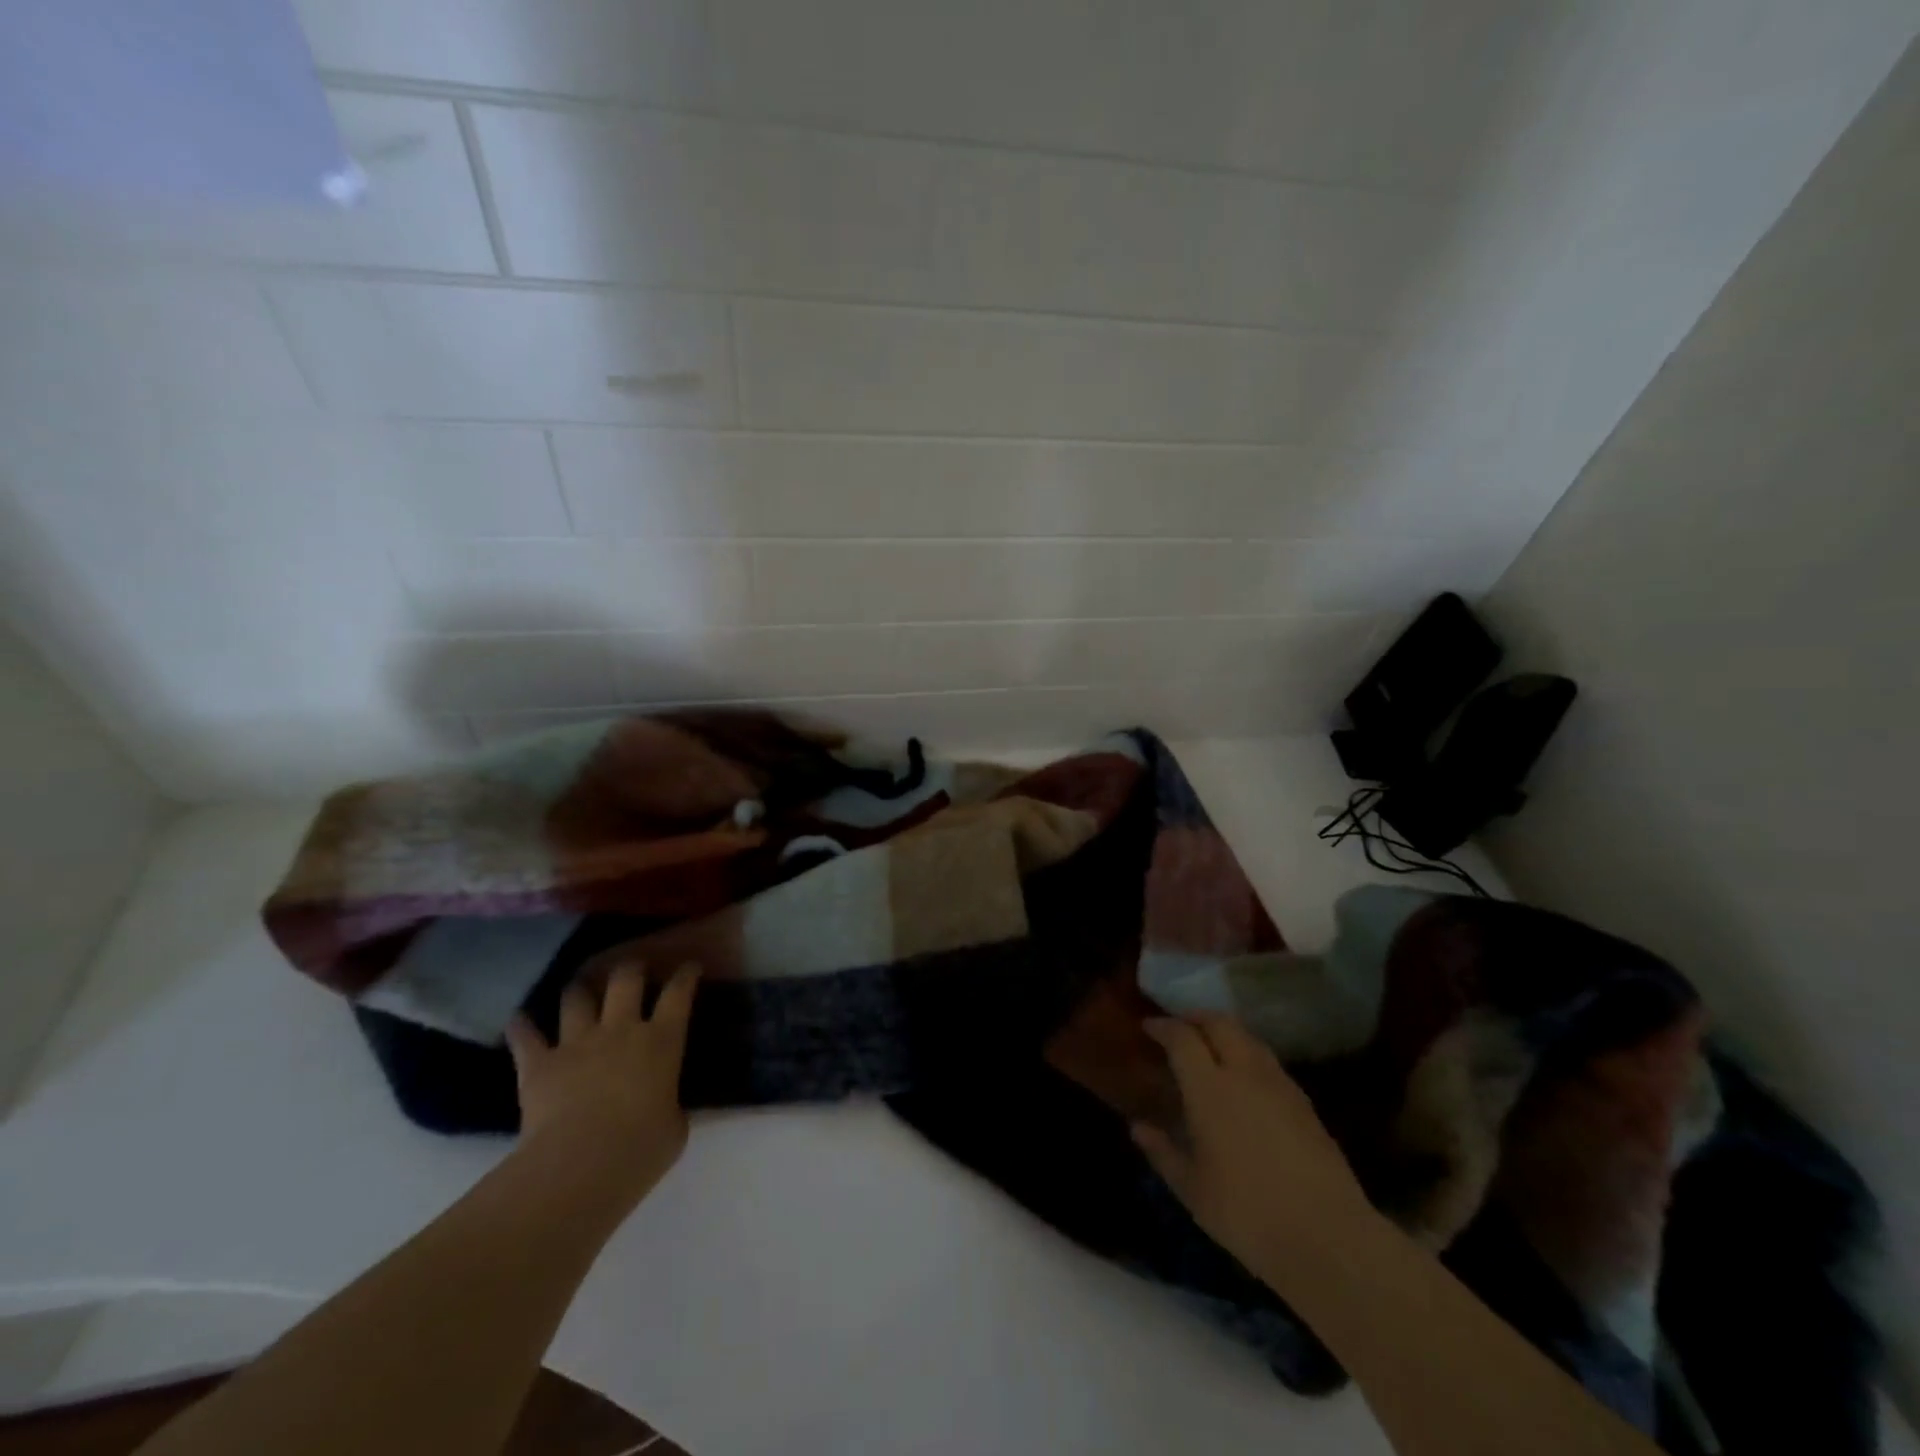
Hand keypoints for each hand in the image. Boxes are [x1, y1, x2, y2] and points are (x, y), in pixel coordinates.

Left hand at [505, 960, 699, 1208]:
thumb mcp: (675, 1126)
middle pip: (625, 979)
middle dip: (630, 968)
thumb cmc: (640, 1148)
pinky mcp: (540, 1064)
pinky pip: (526, 1036)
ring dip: (579, 990)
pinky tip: (519, 1021)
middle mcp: (620, 1029)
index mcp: (661, 1041)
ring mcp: (577, 1043)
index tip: (690, 966)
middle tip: (633, 969)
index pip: (678, 993)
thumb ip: (670, 1105)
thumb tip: (664, 1106)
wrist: (580, 1165)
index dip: (685, 975)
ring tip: (580, 989)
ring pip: (576, 998)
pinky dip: (522, 1027)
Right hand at [1133, 1013, 1373, 1281]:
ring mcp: (1280, 1085)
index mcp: (1210, 1088)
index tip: (1149, 1027)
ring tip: (1211, 1051)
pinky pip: (1268, 1062)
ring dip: (1225, 1033)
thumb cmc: (1247, 1213)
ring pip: (1248, 1038)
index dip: (1163, 1027)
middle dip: (1196, 1018)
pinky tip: (1244, 1083)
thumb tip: (1138, 1127)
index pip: (1183, 1037)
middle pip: (1220, 1023)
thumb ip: (1162, 1151)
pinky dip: (1248, 1057)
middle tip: (1180, 1029)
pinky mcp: (1305, 1103)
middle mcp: (1245, 1073)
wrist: (1329, 1238)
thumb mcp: (1192, 1189)